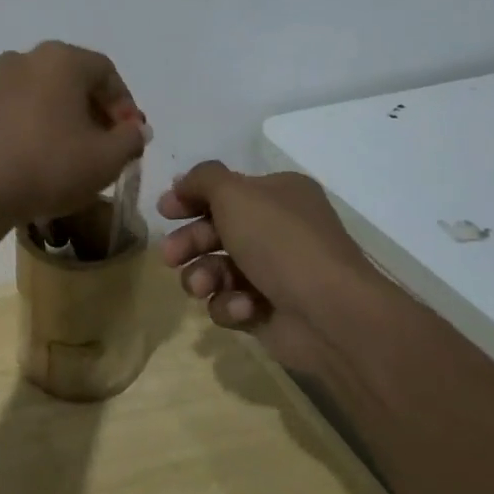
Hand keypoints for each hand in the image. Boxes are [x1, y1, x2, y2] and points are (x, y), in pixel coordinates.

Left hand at [0, 42, 148, 227]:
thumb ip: (130, 139)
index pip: (105, 72)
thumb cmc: (50, 167)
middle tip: (98, 141)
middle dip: (87, 106)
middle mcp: (24, 58)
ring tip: (55, 142)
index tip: (127, 136)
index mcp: (62, 60)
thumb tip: (134, 128)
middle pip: (67, 76)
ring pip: (29, 85)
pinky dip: (8, 113)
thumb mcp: (107, 160)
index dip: (123, 104)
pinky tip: (13, 138)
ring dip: (47, 107)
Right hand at [158, 161, 377, 371]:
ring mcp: (273, 272)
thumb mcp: (235, 194)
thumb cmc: (280, 242)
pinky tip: (243, 308)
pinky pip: (230, 302)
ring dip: (202, 276)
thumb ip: (202, 179)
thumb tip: (183, 182)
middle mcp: (277, 229)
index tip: (164, 211)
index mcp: (278, 194)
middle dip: (189, 242)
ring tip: (202, 286)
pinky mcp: (267, 310)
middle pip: (215, 230)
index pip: (225, 190)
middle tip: (170, 256)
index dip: (191, 198)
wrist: (329, 314)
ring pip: (216, 269)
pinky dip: (230, 304)